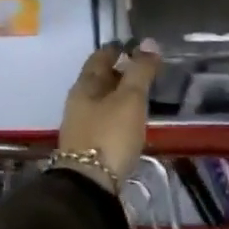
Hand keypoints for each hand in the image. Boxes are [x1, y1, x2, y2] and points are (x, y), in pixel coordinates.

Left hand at [57, 41, 160, 190]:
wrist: (89, 186)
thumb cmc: (109, 135)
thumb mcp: (130, 99)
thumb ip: (140, 71)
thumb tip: (149, 42)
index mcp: (85, 85)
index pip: (99, 57)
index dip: (116, 48)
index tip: (135, 45)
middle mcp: (79, 101)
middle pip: (99, 78)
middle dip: (119, 70)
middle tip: (144, 67)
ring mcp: (82, 124)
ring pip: (102, 100)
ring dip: (120, 93)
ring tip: (142, 92)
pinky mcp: (90, 146)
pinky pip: (105, 119)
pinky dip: (119, 112)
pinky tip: (132, 120)